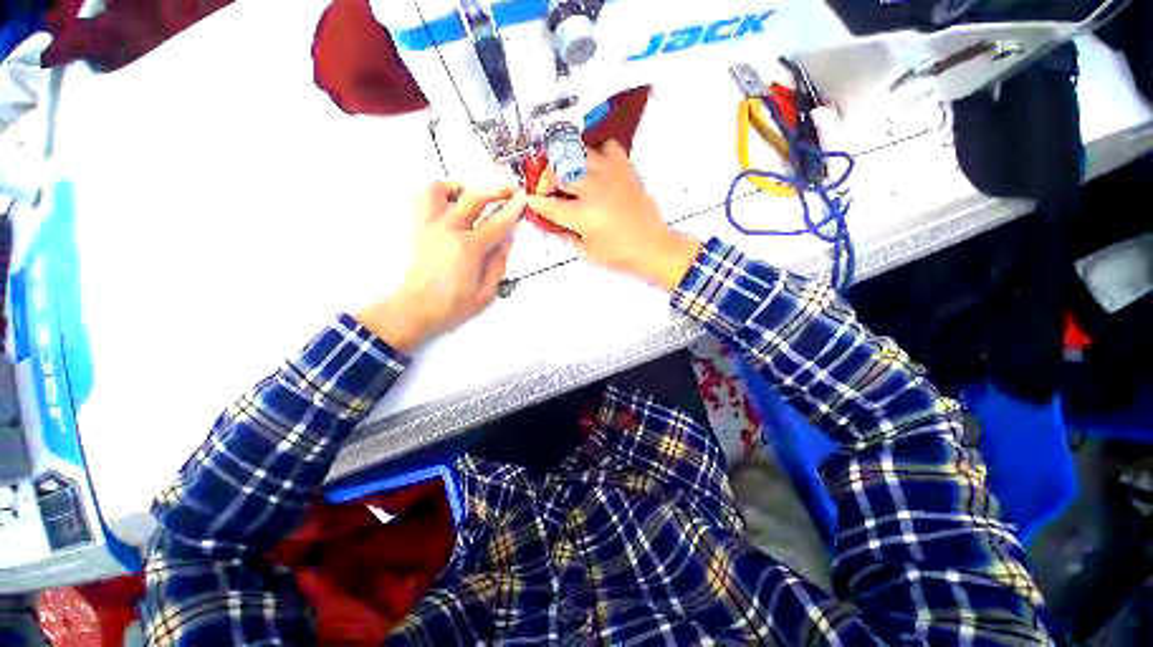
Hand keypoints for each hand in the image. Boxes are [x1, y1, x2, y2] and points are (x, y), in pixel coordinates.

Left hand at [356, 183, 525, 352]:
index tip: (523, 197)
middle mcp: (448, 230)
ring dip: (460, 187)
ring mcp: (428, 226)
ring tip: (471, 192)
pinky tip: (447, 202)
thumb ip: (498, 264)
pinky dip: (436, 194)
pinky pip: (421, 200)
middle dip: (495, 190)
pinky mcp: (416, 229)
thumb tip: (506, 241)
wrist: (415, 309)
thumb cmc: (452, 305)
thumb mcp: (486, 292)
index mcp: (469, 248)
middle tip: (508, 190)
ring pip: (440, 190)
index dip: (512, 209)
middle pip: (473, 198)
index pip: (497, 223)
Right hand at [527, 140, 701, 291]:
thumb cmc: (622, 255)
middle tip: (548, 189)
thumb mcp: (588, 252)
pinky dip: (597, 154)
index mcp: (583, 216)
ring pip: (578, 154)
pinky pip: (607, 147)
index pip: (549, 204)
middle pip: (557, 171)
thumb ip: (565, 234)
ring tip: (570, 178)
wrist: (654, 247)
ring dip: (567, 165)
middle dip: (545, 179)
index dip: (536, 202)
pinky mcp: (625, 170)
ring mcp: (610, 176)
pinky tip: (597, 170)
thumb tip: (550, 222)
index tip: (532, 201)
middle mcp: (594, 190)